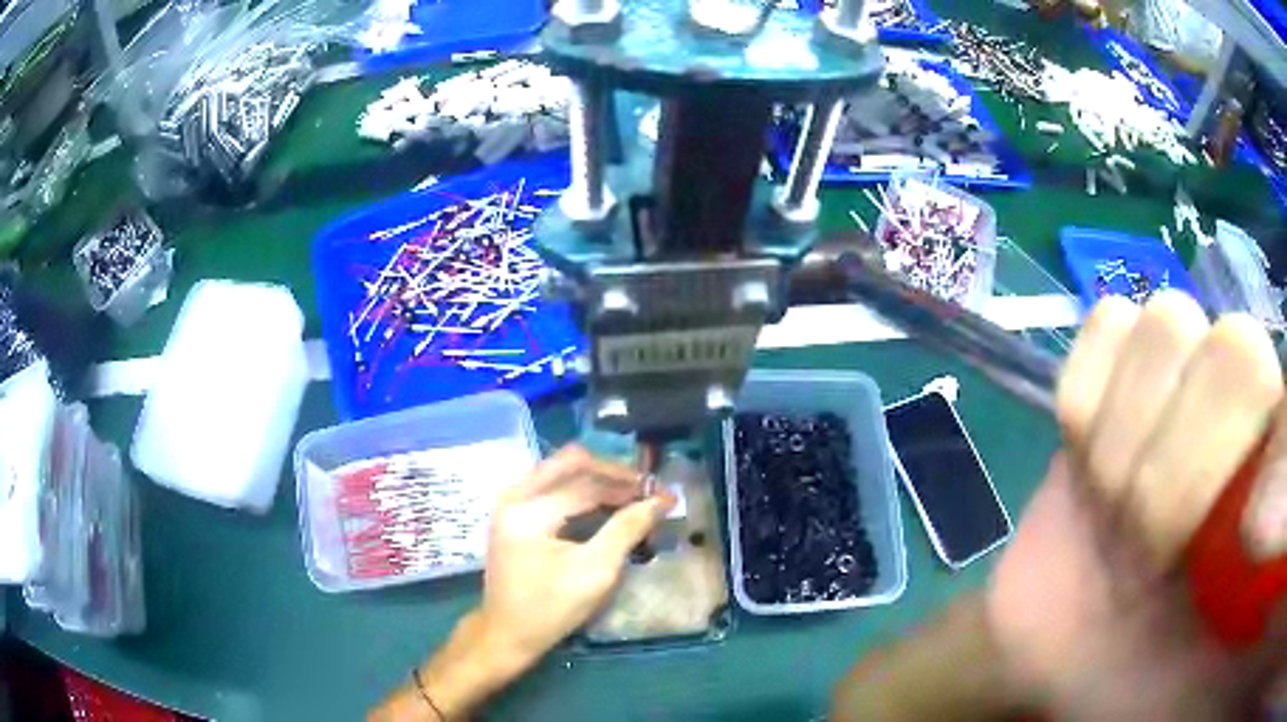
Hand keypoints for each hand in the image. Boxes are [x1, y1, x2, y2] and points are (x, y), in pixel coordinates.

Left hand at [478, 444, 674, 665]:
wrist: (506, 633)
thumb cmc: (551, 608)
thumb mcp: (595, 572)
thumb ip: (626, 530)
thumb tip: (660, 501)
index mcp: (529, 511)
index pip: (587, 483)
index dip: (629, 486)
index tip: (663, 494)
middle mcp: (514, 496)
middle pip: (570, 463)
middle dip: (612, 473)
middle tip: (645, 489)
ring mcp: (509, 502)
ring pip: (559, 470)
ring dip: (596, 479)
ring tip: (630, 496)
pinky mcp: (512, 513)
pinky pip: (550, 484)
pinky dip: (579, 489)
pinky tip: (603, 505)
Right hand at [988, 292, 1286, 718]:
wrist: (1080, 660)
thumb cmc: (1153, 692)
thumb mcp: (1207, 694)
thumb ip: (1256, 605)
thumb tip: (1264, 527)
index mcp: (1279, 486)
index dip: (1278, 461)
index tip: (1241, 546)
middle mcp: (1254, 409)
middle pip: (1238, 350)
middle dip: (1182, 470)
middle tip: (1153, 555)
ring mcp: (1186, 376)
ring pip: (1168, 327)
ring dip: (1125, 442)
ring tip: (1118, 516)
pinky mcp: (1116, 371)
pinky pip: (1105, 330)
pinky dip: (1091, 395)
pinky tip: (1092, 455)